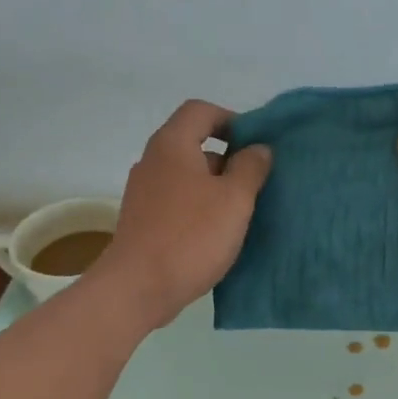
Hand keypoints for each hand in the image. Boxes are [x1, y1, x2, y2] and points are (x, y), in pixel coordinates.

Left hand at [94, 99, 270, 328]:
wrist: (139, 287)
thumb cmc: (191, 236)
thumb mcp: (234, 199)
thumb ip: (250, 168)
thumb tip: (258, 149)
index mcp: (172, 145)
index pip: (201, 111)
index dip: (232, 120)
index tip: (256, 147)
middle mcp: (153, 162)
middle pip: (194, 145)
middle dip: (228, 160)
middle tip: (257, 184)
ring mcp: (144, 193)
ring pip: (187, 178)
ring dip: (216, 189)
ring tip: (242, 213)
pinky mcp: (144, 221)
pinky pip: (178, 203)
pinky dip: (200, 210)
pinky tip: (218, 235)